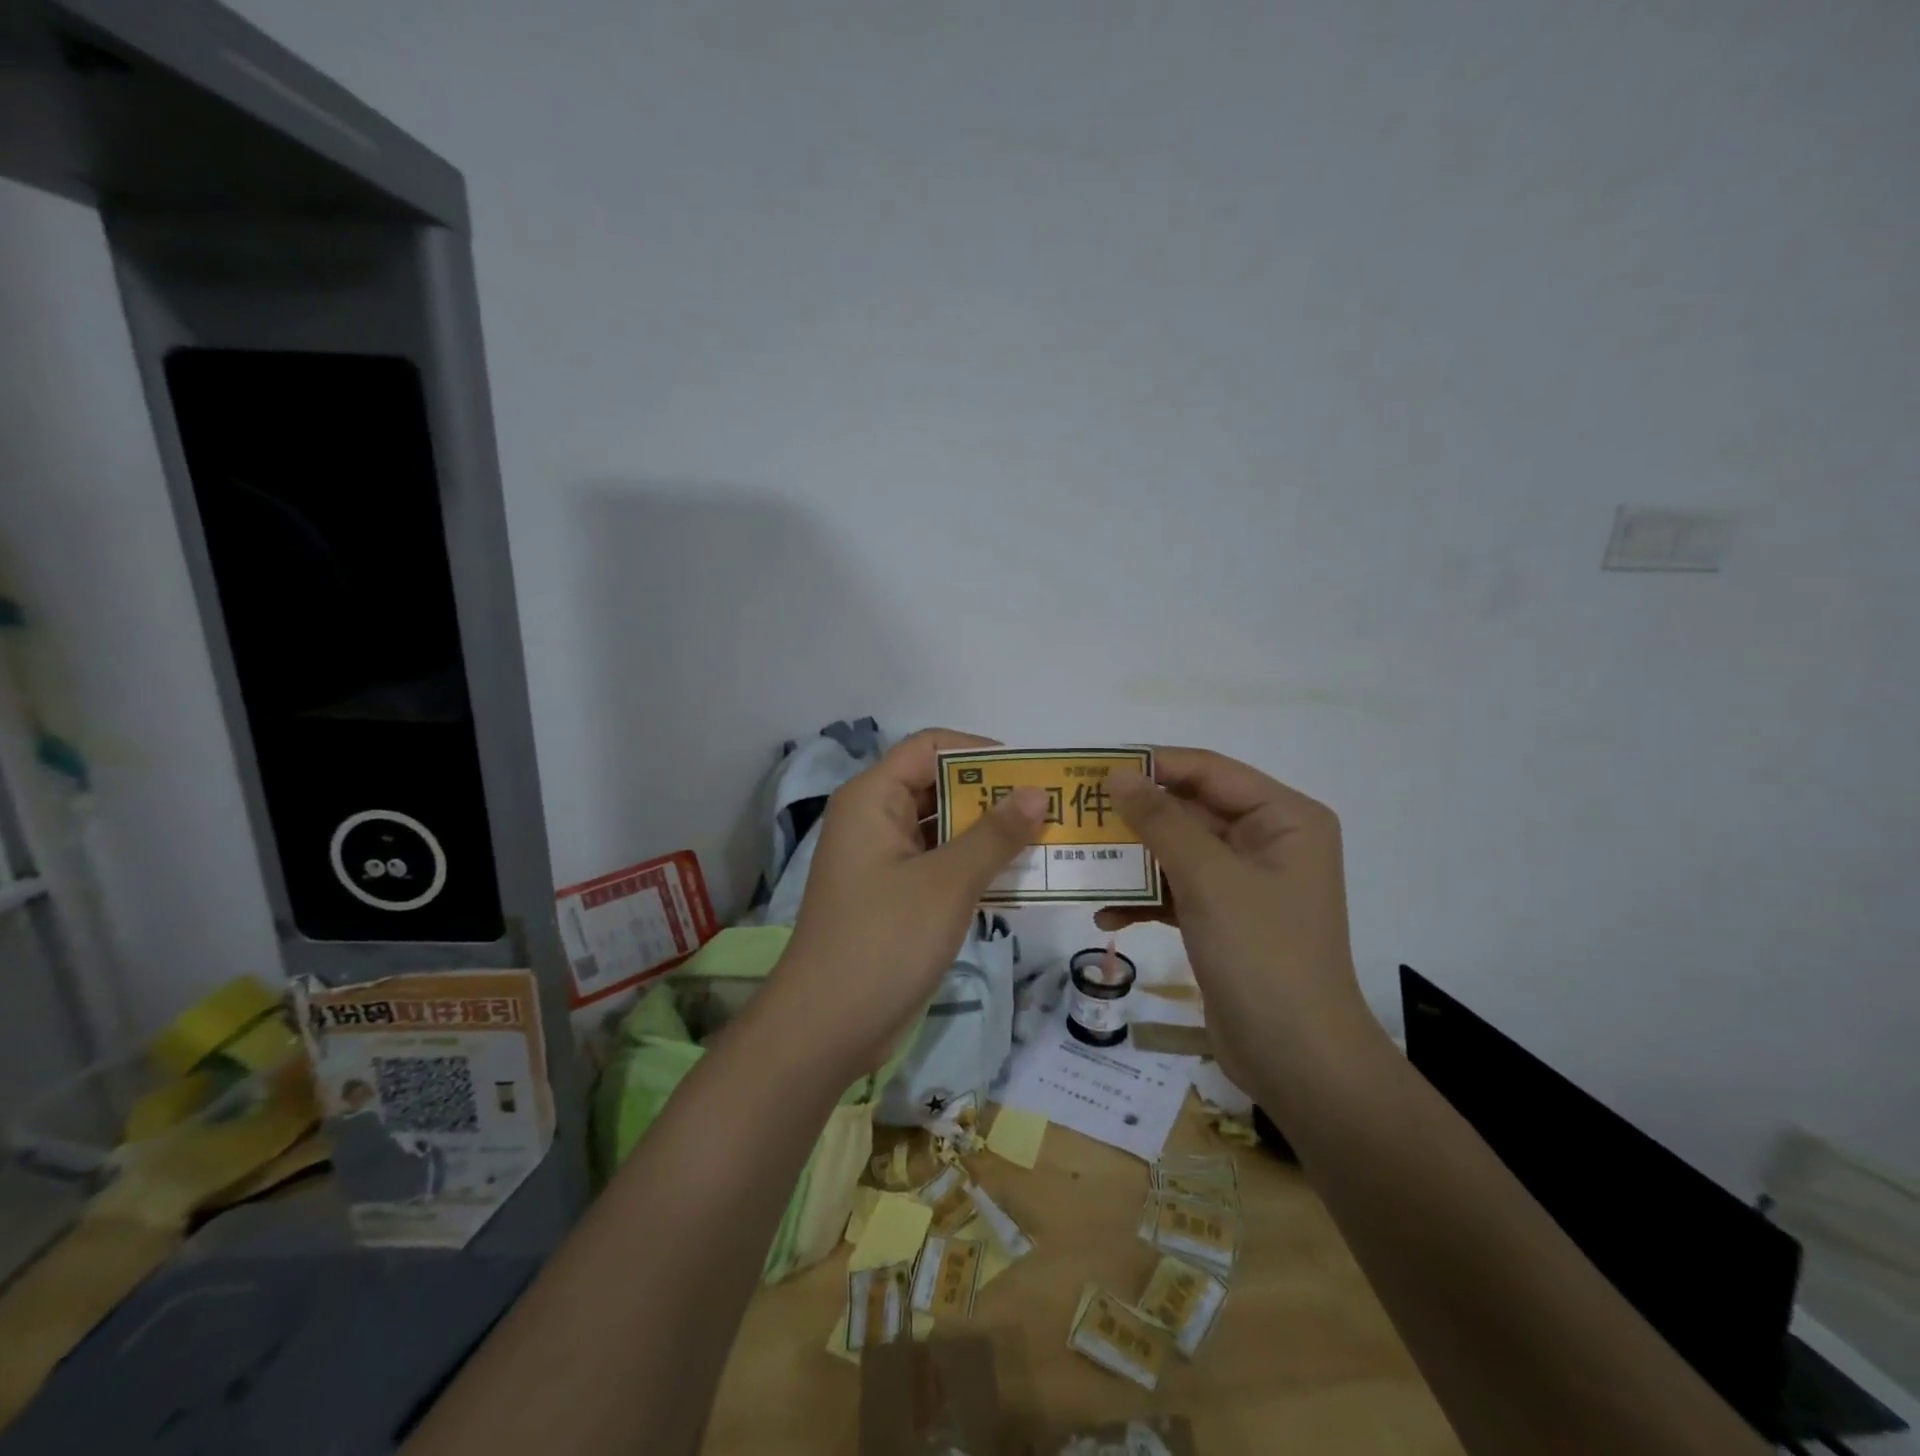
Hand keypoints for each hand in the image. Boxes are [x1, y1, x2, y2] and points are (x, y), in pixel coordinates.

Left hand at [775, 729, 1046, 1073]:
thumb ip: (995, 834)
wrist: (826, 1028)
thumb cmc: (884, 941)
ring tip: (1043, 840)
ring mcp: (881, 859)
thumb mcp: (948, 883)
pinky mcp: (892, 894)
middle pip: (937, 785)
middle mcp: (874, 818)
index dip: (980, 752)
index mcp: (873, 798)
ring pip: (941, 827)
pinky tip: (1015, 877)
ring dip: (987, 832)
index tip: (1030, 772)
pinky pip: (937, 862)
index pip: (930, 747)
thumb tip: (1038, 793)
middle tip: (1049, 808)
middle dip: (991, 794)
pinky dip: (972, 864)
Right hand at [1097, 748, 1365, 1087]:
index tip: (1095, 769)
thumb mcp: (1208, 878)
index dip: (1153, 765)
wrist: (1297, 1061)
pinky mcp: (1224, 919)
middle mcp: (1267, 842)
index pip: (1209, 771)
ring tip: (1082, 860)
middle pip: (1190, 810)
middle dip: (1136, 816)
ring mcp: (1245, 883)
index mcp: (1283, 819)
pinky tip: (1105, 915)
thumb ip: (1160, 820)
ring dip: (1133, 860)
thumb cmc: (1262, 954)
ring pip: (1177, 852)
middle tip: (1078, 815)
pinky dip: (1144, 899)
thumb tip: (1117, 776)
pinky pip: (1177, 891)